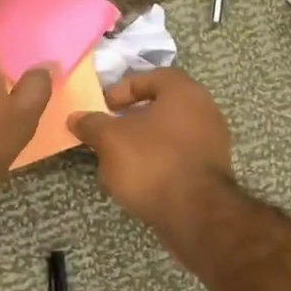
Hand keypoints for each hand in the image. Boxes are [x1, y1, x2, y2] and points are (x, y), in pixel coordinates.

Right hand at [68, 68, 234, 230]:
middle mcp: (205, 109)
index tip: (103, 107)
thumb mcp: (110, 140)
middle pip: (162, 106)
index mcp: (184, 92)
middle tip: (109, 132)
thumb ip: (92, 124)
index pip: (152, 77)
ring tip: (119, 159)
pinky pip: (180, 156)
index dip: (123, 89)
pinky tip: (140, 179)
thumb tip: (76, 117)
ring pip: (171, 133)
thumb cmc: (151, 162)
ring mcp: (213, 141)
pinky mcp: (213, 170)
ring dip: (144, 142)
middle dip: (132, 118)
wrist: (195, 213)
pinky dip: (159, 161)